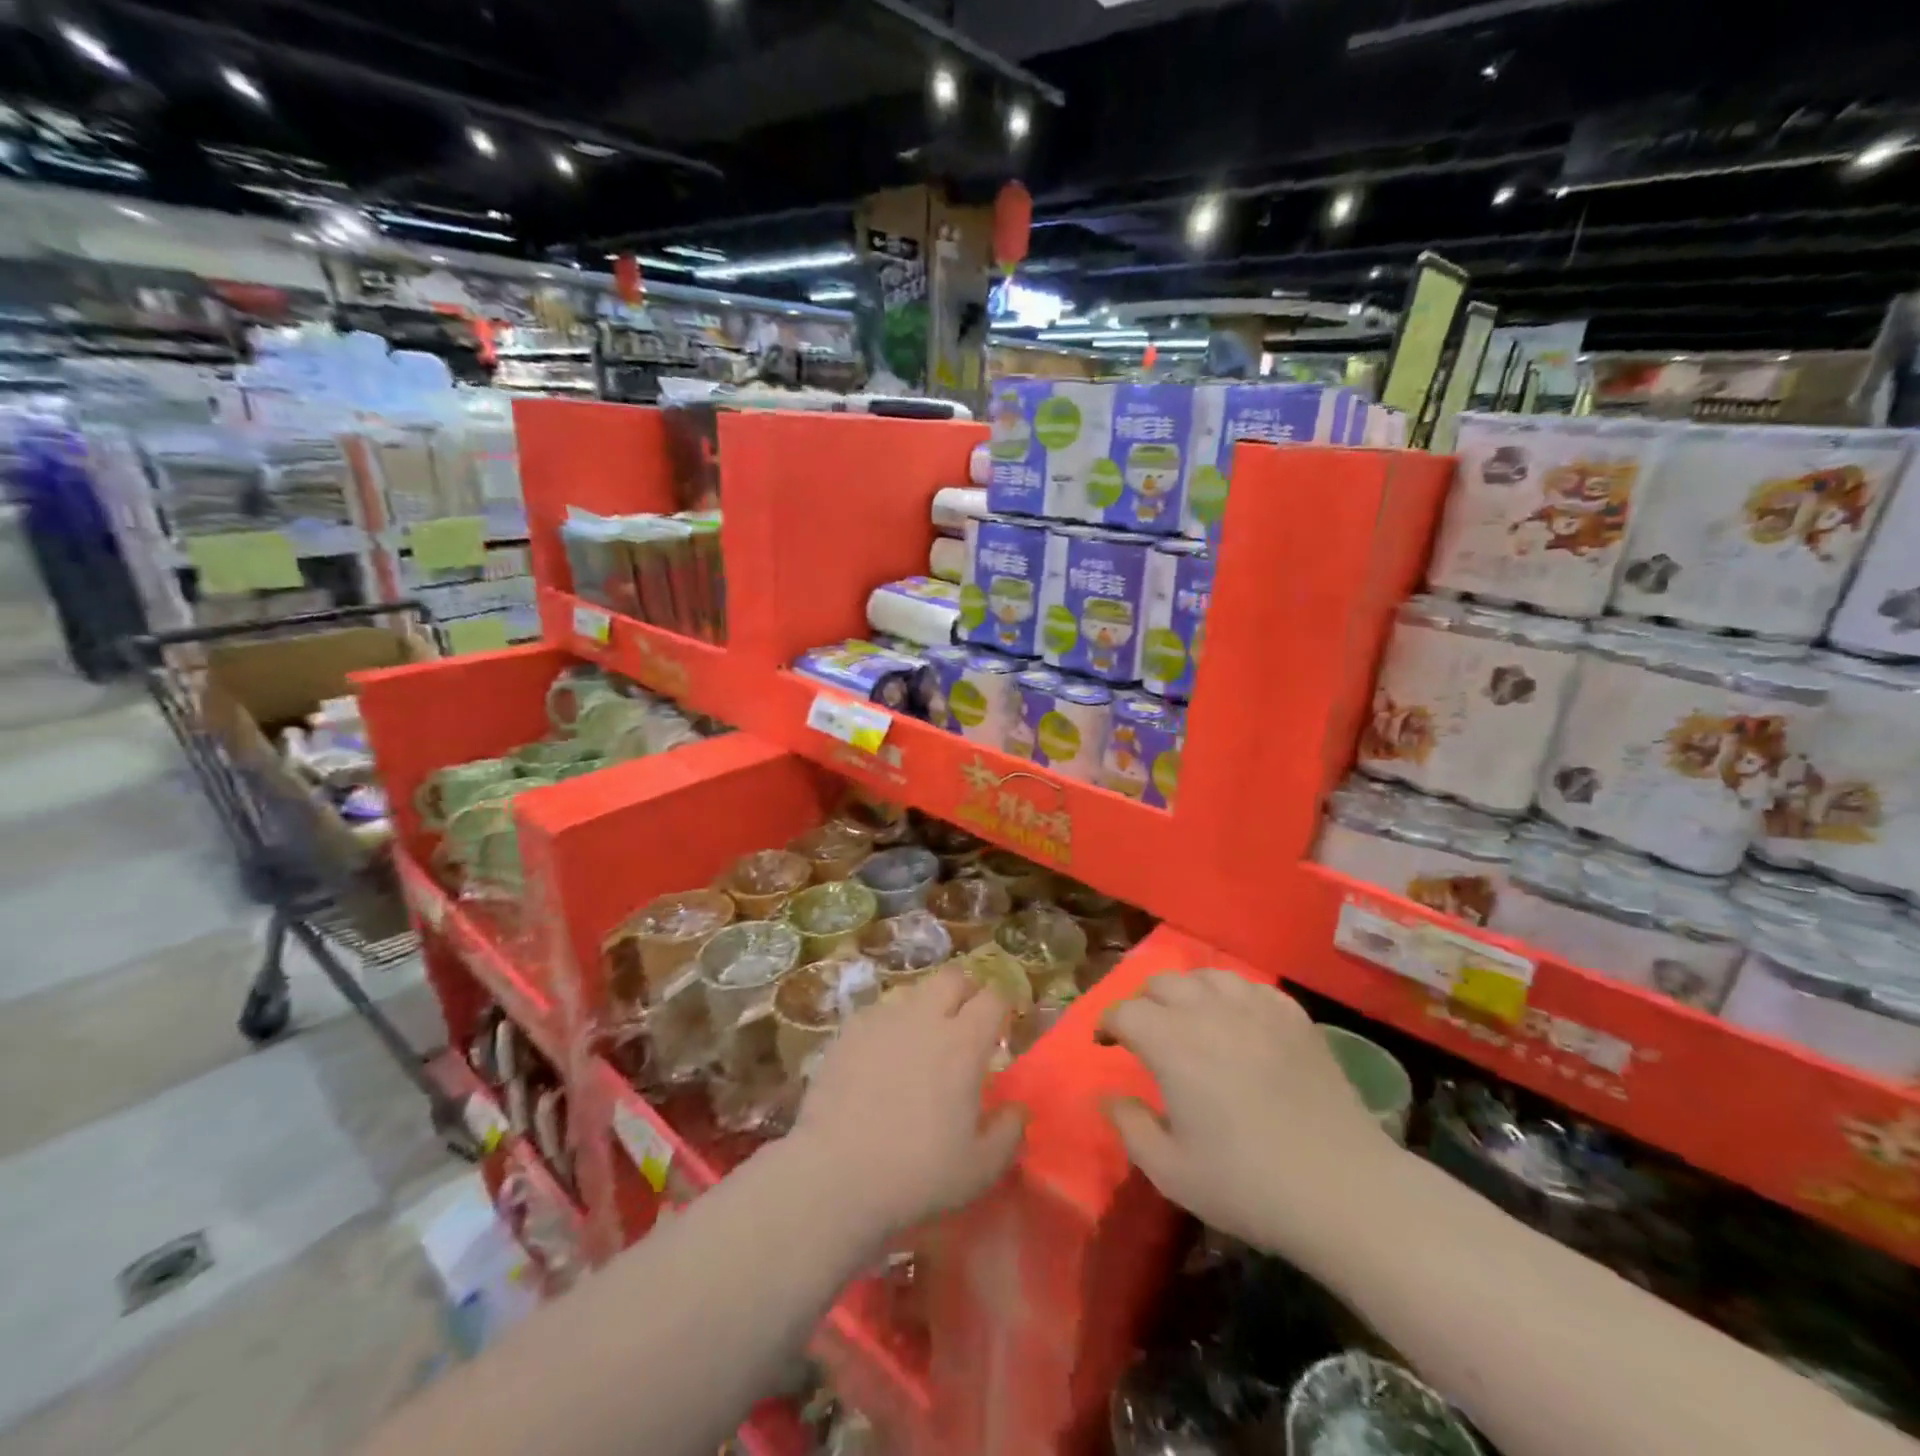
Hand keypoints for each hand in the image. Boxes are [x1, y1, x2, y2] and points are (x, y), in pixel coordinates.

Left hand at [794, 966, 1024, 1238]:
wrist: (835, 1175)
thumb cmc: (917, 1174)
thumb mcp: (980, 1169)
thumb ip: (1008, 1133)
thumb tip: (1018, 1110)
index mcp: (963, 1043)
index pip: (993, 998)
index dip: (1002, 1005)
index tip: (1002, 1024)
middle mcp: (924, 1018)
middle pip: (952, 977)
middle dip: (965, 990)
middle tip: (965, 1020)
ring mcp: (881, 1020)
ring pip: (912, 992)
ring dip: (925, 1007)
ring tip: (921, 1041)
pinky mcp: (847, 1032)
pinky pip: (877, 1014)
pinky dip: (888, 1026)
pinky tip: (880, 1057)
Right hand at [1100, 971, 1405, 1265]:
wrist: (1344, 1191)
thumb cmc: (1249, 1186)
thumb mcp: (1172, 1172)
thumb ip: (1130, 1127)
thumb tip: (1110, 1096)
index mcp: (1172, 1044)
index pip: (1126, 1012)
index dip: (1108, 1023)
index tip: (1105, 1043)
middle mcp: (1209, 1012)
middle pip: (1163, 983)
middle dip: (1144, 1002)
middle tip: (1145, 1032)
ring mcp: (1256, 1009)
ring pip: (1207, 975)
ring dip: (1187, 991)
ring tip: (1189, 1018)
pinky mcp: (1294, 1017)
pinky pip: (1251, 987)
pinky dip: (1232, 995)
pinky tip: (1237, 1020)